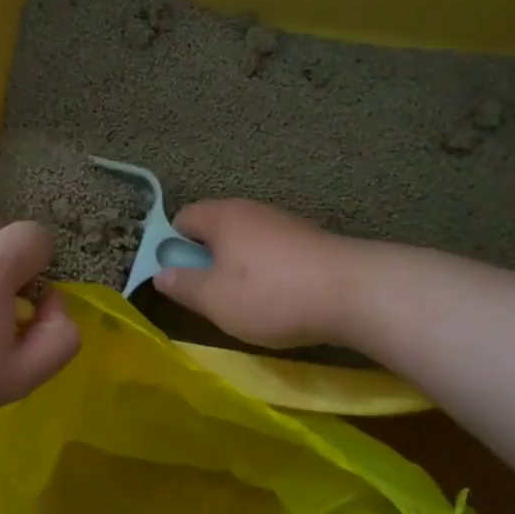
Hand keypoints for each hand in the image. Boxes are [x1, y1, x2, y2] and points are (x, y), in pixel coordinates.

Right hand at [155, 200, 356, 348]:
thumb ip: (183, 286)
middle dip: (206, 259)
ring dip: (238, 268)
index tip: (175, 278)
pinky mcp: (310, 242)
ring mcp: (285, 224)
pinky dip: (267, 273)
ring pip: (246, 243)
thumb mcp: (214, 299)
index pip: (182, 218)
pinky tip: (277, 299)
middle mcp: (253, 211)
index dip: (170, 245)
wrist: (353, 293)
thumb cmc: (270, 294)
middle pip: (216, 229)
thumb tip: (160, 273)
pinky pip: (273, 253)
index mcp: (223, 216)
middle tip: (207, 296)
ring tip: (244, 303)